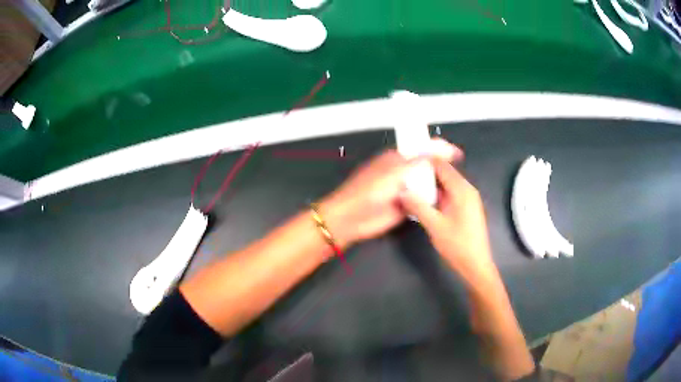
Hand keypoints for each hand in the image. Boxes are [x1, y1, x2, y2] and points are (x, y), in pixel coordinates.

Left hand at [319, 140, 461, 248]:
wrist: (351, 219)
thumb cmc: (369, 191)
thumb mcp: (395, 172)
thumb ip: (418, 162)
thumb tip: (440, 150)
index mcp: (398, 158)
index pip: (423, 149)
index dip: (440, 149)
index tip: (457, 153)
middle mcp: (403, 172)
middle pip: (426, 167)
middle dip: (441, 169)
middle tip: (458, 174)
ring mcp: (405, 190)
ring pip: (426, 184)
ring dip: (437, 186)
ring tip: (456, 189)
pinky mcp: (406, 206)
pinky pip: (422, 201)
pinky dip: (431, 201)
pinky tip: (444, 203)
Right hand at [399, 158, 497, 285]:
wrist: (476, 265)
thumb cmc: (457, 245)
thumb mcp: (435, 226)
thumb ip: (418, 206)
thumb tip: (402, 191)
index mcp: (462, 190)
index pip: (442, 166)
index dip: (425, 161)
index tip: (407, 161)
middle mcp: (467, 190)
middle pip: (445, 173)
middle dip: (426, 172)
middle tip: (405, 174)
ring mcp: (468, 199)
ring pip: (447, 184)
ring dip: (431, 184)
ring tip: (411, 185)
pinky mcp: (466, 209)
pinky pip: (450, 194)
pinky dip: (437, 194)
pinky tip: (424, 200)